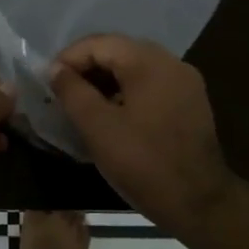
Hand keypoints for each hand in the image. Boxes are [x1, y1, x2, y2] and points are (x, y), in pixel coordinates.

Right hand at [48, 34, 234, 232]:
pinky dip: (125, 92)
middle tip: (61, 92)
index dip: (68, 59)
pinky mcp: (190, 103)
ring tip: (81, 105)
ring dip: (105, 81)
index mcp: (150, 62)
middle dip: (85, 68)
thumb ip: (72, 92)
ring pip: (134, 68)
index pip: (99, 43)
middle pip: (118, 51)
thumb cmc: (144, 164)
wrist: (201, 205)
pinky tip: (110, 115)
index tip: (47, 82)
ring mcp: (185, 82)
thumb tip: (55, 68)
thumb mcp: (98, 128)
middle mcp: (171, 63)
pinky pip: (150, 85)